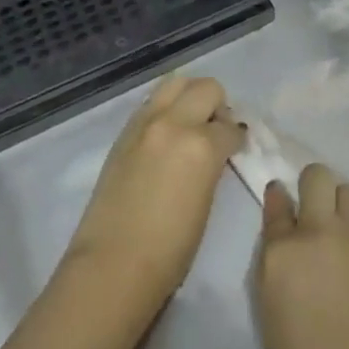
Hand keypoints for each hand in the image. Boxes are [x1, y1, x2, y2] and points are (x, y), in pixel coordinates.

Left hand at [64, 76, 243, 319]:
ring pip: (175, 83)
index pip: (230, 127)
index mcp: (201, 145)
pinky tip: (165, 136)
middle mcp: (174, 123)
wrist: (112, 265)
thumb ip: (213, 165)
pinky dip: (165, 109)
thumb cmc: (170, 250)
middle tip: (214, 132)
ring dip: (189, 97)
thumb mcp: (206, 202)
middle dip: (217, 106)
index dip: (236, 139)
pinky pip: (152, 103)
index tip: (236, 148)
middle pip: (206, 88)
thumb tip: (217, 150)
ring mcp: (144, 124)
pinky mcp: (123, 133)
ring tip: (190, 126)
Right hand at [256, 164, 348, 348]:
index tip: (282, 204)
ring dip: (341, 204)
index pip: (276, 203)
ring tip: (343, 231)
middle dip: (313, 188)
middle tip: (315, 215)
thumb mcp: (273, 314)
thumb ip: (275, 263)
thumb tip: (283, 229)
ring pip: (348, 189)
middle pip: (316, 176)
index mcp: (282, 254)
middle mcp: (319, 232)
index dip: (279, 200)